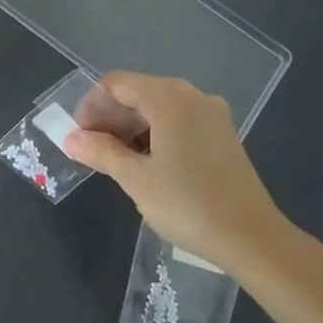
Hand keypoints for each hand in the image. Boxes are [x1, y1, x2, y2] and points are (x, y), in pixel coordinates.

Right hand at [62, 71, 291, 264]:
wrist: (252, 238)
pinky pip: (178, 120)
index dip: (91, 106)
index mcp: (169, 98)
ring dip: (131, 127)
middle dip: (110, 117)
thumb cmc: (188, 204)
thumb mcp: (136, 179)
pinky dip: (155, 134)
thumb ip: (101, 152)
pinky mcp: (221, 134)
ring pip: (157, 107)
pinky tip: (147, 164)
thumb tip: (70, 138)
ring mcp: (211, 114)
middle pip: (137, 92)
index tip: (80, 138)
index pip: (116, 83)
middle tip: (93, 152)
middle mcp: (191, 95)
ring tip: (116, 161)